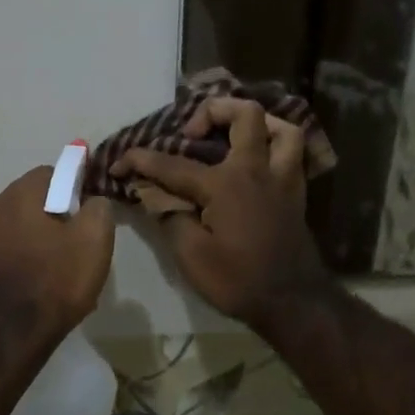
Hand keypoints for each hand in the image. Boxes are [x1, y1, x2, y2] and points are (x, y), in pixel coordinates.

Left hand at [0, 166, 114, 338]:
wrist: (10, 336)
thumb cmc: (55, 281)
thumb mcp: (94, 240)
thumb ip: (98, 208)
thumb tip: (91, 201)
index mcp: (16, 195)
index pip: (51, 173)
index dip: (74, 189)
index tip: (87, 216)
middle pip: (32, 200)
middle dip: (54, 215)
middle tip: (76, 246)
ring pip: (17, 227)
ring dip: (36, 239)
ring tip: (57, 271)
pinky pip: (5, 251)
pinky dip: (21, 259)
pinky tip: (36, 284)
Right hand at [112, 97, 335, 331]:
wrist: (293, 303)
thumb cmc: (238, 281)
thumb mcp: (191, 256)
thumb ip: (170, 217)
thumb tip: (152, 194)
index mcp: (225, 185)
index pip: (174, 164)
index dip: (141, 160)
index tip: (119, 163)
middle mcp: (256, 170)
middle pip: (245, 116)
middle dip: (213, 111)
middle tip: (192, 133)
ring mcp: (282, 179)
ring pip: (281, 128)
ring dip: (256, 123)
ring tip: (232, 135)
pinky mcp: (295, 193)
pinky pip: (293, 153)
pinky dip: (274, 146)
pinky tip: (256, 161)